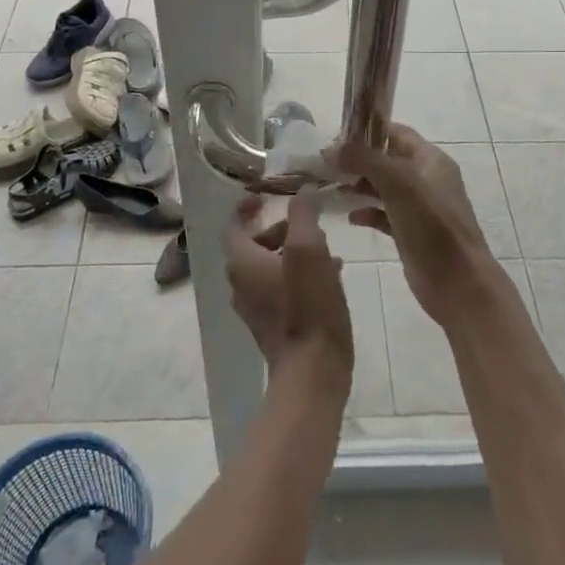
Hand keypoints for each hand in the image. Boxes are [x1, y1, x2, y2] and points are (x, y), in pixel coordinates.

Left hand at [224, 190, 352, 393]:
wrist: (313, 371)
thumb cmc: (307, 305)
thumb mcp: (308, 249)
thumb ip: (303, 215)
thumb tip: (301, 193)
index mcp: (242, 263)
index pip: (234, 226)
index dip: (246, 207)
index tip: (265, 195)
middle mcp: (241, 285)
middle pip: (253, 247)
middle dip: (279, 229)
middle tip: (308, 222)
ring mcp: (256, 309)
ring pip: (270, 268)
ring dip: (293, 252)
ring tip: (328, 247)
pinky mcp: (273, 327)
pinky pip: (281, 290)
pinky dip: (298, 275)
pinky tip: (331, 277)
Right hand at [330, 124, 497, 326]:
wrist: (459, 283)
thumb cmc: (432, 226)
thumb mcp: (399, 184)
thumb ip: (365, 160)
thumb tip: (330, 149)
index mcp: (430, 160)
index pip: (396, 133)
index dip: (367, 132)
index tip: (335, 138)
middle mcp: (426, 179)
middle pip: (387, 160)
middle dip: (358, 160)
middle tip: (326, 166)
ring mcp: (419, 208)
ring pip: (384, 188)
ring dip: (359, 186)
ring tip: (332, 189)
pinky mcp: (411, 234)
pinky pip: (384, 215)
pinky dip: (367, 213)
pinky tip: (351, 218)